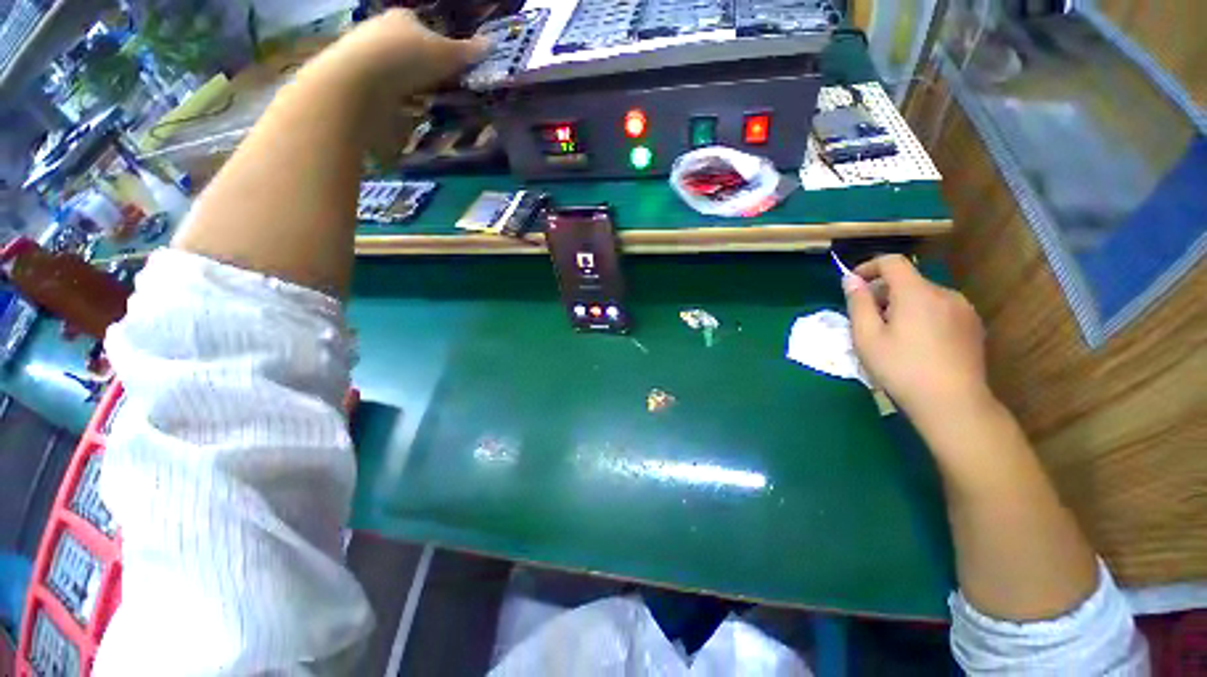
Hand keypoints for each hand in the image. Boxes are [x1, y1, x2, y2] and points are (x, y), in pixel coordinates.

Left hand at [312, 9, 487, 96]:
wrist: (360, 81)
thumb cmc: (408, 59)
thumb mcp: (447, 55)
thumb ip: (469, 51)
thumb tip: (492, 43)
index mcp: (403, 17)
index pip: (425, 28)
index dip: (440, 48)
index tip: (450, 69)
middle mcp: (381, 28)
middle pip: (408, 48)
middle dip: (423, 67)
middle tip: (440, 88)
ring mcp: (364, 52)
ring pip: (394, 68)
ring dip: (408, 84)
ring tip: (424, 104)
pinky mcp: (355, 77)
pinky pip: (382, 87)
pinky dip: (394, 97)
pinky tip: (404, 110)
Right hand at [844, 255, 991, 423]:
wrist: (953, 403)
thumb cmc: (901, 368)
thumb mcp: (867, 336)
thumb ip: (858, 303)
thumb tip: (850, 279)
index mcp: (917, 293)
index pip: (892, 262)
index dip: (868, 267)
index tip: (852, 284)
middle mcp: (945, 293)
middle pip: (908, 280)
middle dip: (883, 292)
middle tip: (866, 319)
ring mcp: (963, 309)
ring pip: (925, 296)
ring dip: (903, 304)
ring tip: (891, 334)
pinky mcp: (973, 326)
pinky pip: (941, 309)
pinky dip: (922, 315)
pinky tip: (916, 343)